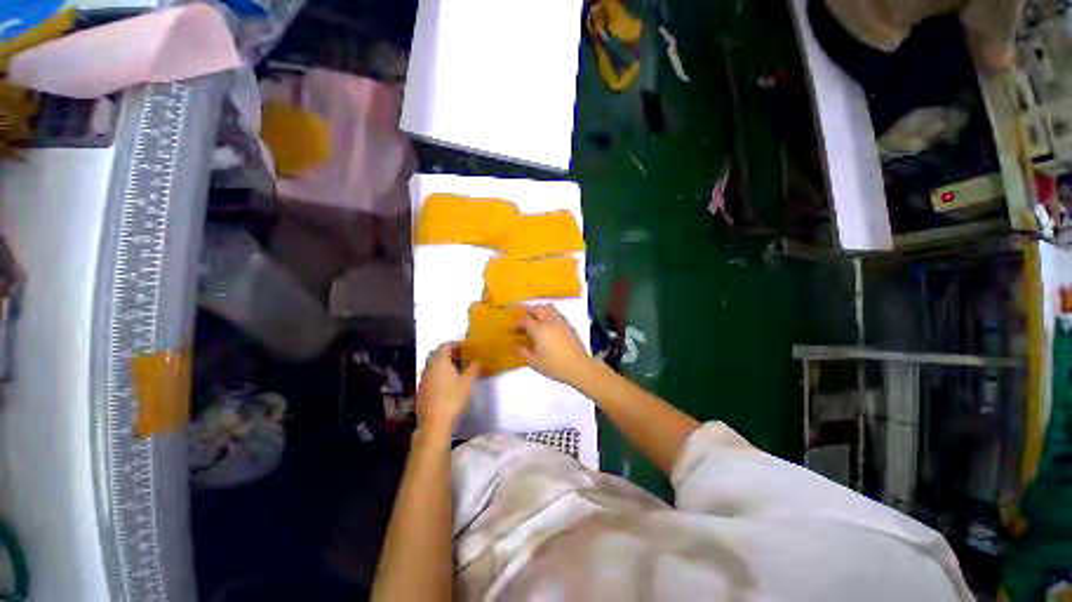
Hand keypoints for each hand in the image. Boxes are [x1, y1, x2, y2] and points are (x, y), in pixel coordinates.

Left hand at [417, 343, 479, 436]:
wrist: (435, 422)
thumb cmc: (453, 398)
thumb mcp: (468, 382)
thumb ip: (474, 368)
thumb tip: (478, 361)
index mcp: (440, 361)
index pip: (445, 346)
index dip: (455, 344)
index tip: (465, 347)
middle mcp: (429, 367)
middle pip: (436, 354)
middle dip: (448, 353)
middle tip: (461, 356)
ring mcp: (424, 379)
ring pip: (433, 365)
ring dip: (443, 363)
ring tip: (456, 369)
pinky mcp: (422, 390)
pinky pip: (431, 375)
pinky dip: (439, 373)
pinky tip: (448, 382)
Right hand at [519, 305, 593, 386]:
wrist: (579, 367)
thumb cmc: (555, 366)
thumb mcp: (535, 362)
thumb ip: (524, 352)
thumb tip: (516, 346)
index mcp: (539, 329)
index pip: (525, 320)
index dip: (517, 324)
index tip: (512, 330)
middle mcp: (549, 321)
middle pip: (536, 308)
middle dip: (527, 312)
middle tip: (522, 321)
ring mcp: (561, 321)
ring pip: (548, 308)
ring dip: (540, 310)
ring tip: (535, 320)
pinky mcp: (569, 325)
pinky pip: (557, 313)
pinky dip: (550, 315)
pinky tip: (548, 326)